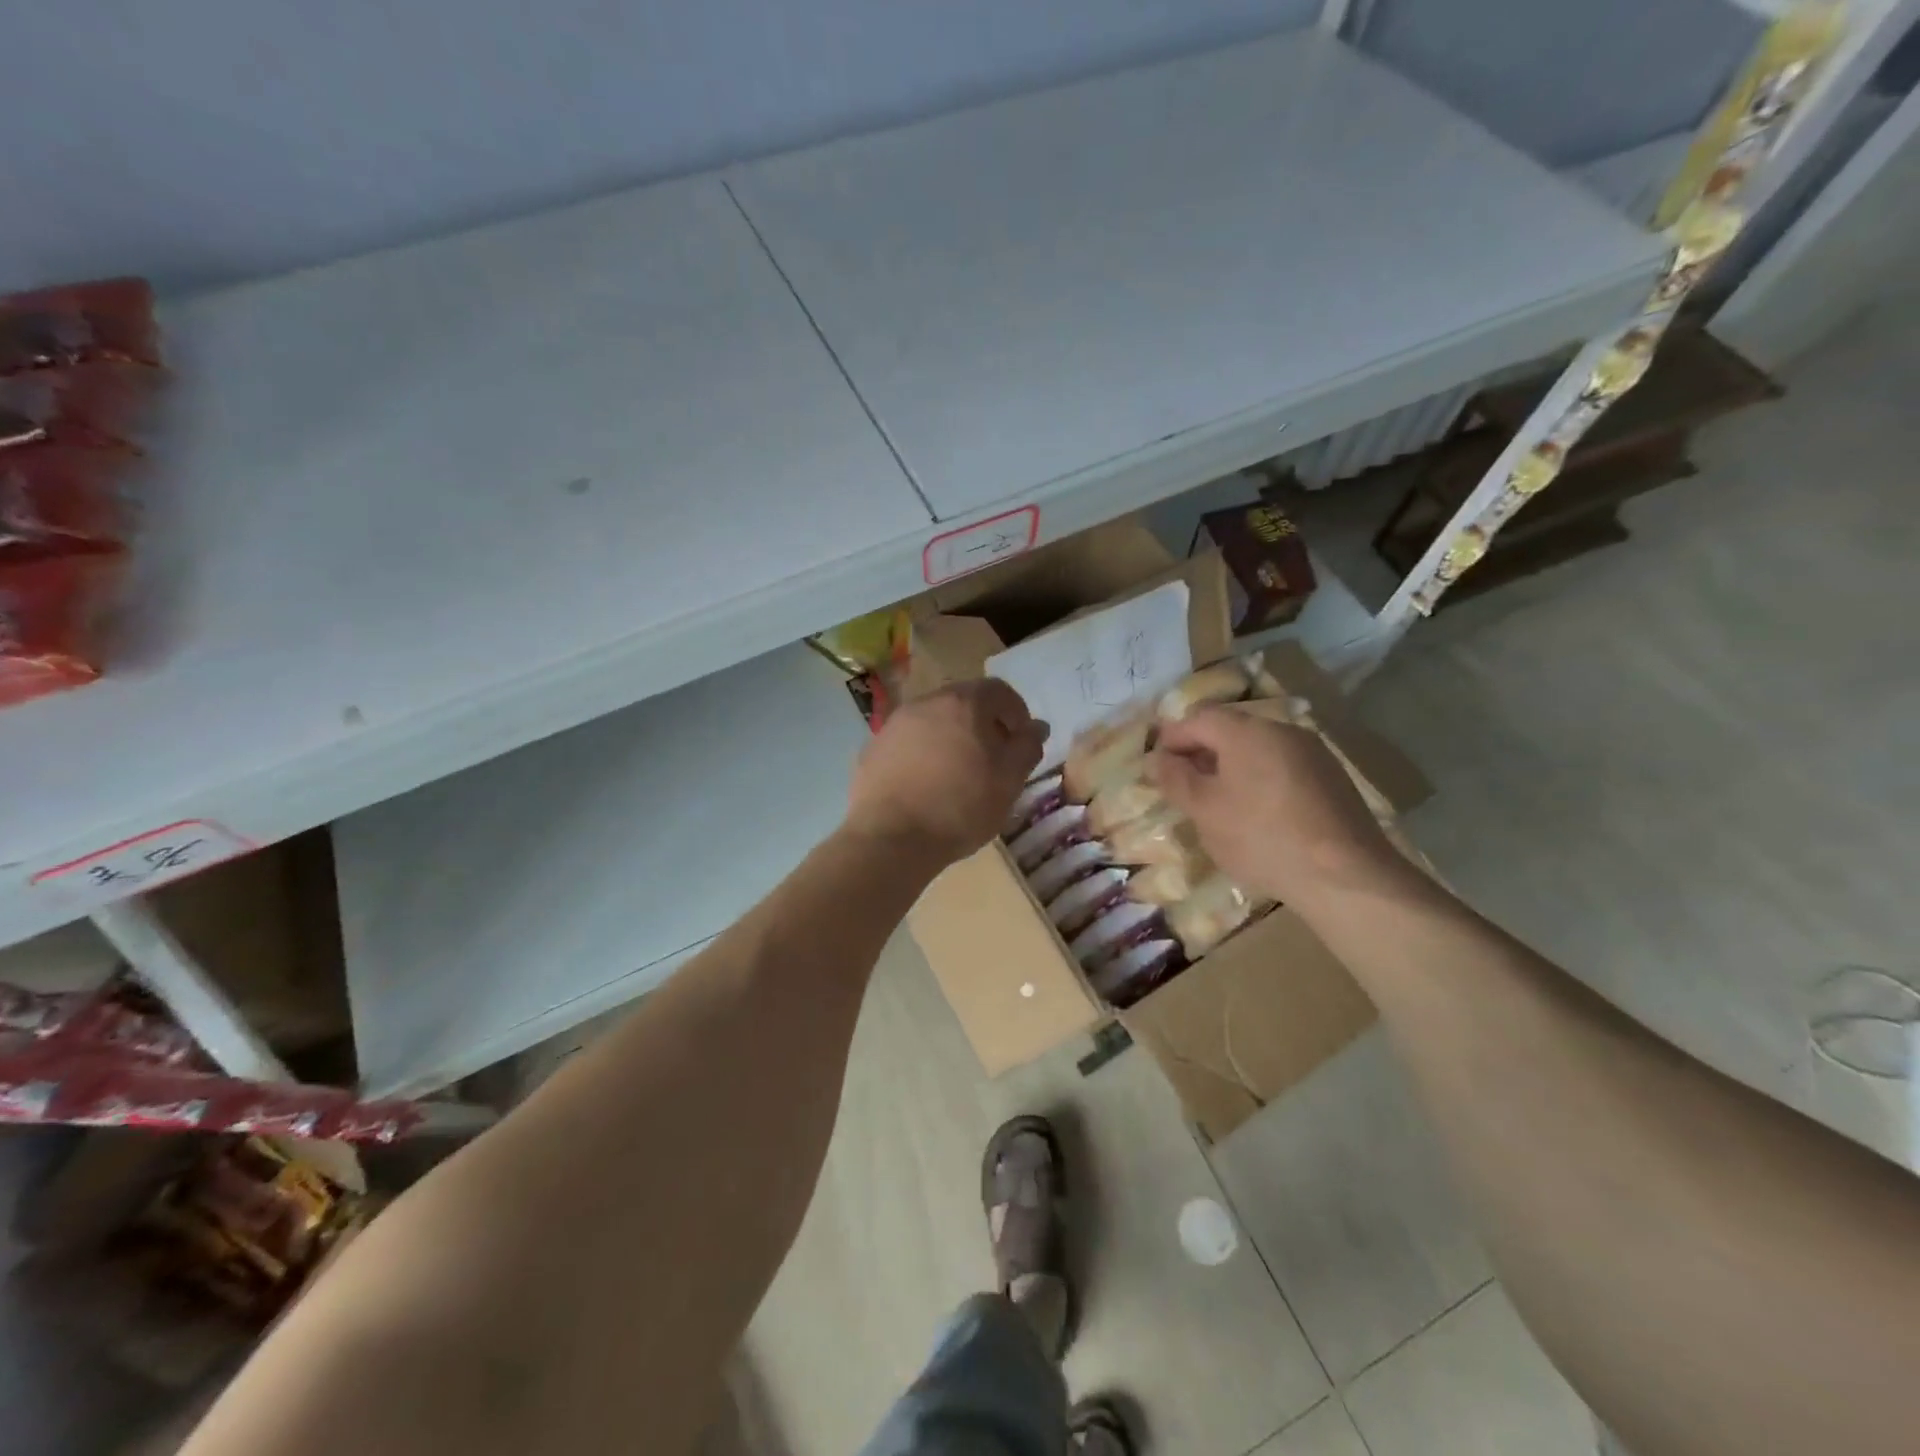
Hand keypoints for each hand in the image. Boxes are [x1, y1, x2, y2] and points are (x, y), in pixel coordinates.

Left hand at [846, 680, 1046, 866]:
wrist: (891, 837)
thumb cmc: (961, 806)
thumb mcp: (1009, 780)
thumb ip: (1027, 747)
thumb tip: (1036, 727)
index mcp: (964, 702)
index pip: (999, 691)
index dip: (1016, 713)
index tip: (1020, 742)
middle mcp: (926, 702)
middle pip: (963, 702)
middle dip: (982, 724)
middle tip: (992, 758)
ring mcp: (894, 724)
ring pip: (933, 721)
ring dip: (950, 738)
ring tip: (958, 774)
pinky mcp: (873, 749)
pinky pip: (907, 743)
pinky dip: (922, 755)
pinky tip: (925, 785)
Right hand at [1152, 706, 1403, 904]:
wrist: (1345, 875)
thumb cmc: (1261, 837)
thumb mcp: (1204, 811)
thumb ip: (1175, 779)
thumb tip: (1157, 759)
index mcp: (1247, 731)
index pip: (1198, 718)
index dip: (1172, 738)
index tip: (1157, 766)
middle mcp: (1282, 730)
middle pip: (1230, 729)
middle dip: (1201, 752)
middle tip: (1182, 785)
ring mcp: (1312, 752)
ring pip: (1258, 749)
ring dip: (1230, 767)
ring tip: (1217, 802)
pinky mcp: (1331, 778)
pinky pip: (1282, 767)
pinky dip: (1259, 779)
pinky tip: (1256, 813)